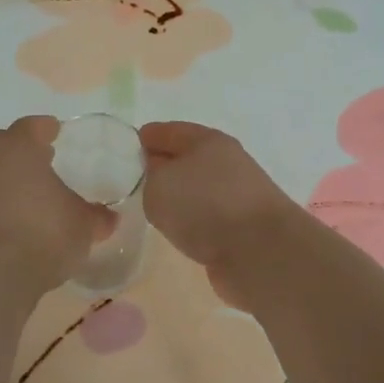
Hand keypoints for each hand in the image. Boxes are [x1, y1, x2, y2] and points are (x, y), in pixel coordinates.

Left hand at [0, 116, 111, 288]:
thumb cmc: (44, 234)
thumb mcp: (83, 226)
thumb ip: (96, 217)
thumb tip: (109, 217)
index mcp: (19, 148)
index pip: (31, 126)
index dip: (45, 128)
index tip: (55, 132)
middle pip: (2, 145)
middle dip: (21, 150)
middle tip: (42, 162)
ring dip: (5, 181)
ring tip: (28, 199)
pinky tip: (11, 226)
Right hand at [138, 122, 303, 300]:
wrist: (260, 251)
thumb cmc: (205, 206)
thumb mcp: (159, 185)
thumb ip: (149, 177)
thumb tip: (159, 179)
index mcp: (207, 140)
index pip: (168, 131)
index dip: (144, 138)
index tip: (123, 149)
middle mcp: (226, 161)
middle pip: (185, 158)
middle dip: (161, 166)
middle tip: (132, 180)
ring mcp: (237, 194)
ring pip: (197, 188)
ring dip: (178, 195)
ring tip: (152, 207)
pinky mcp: (242, 225)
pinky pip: (207, 215)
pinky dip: (192, 219)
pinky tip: (178, 229)